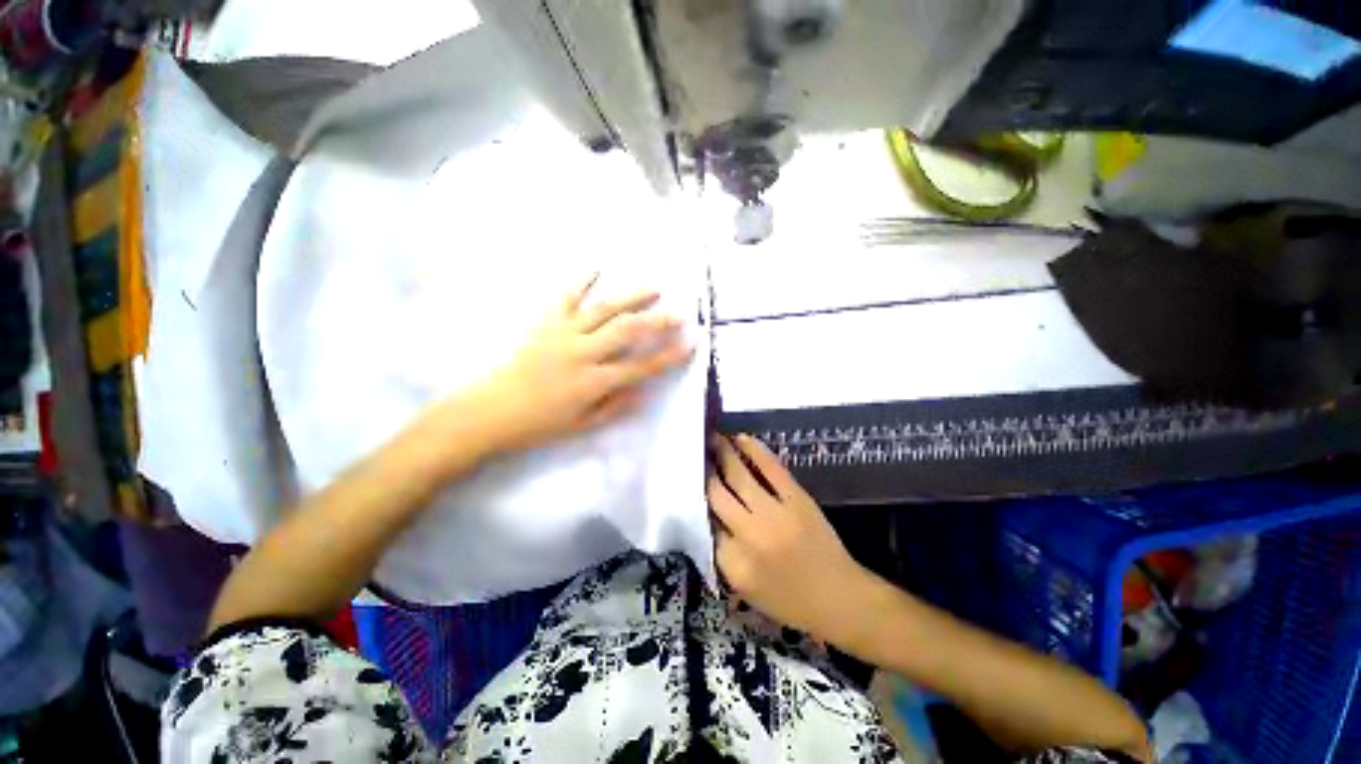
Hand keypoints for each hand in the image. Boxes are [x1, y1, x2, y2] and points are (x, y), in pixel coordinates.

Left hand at [467, 275, 692, 452]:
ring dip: (632, 297)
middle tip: (680, 313)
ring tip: (654, 288)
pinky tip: (595, 268)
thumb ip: (616, 407)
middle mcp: (582, 353)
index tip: (690, 345)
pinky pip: (565, 298)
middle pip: (627, 331)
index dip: (668, 356)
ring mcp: (562, 334)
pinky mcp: (544, 324)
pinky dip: (580, 281)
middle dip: (658, 321)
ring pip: (604, 310)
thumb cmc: (539, 424)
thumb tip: (644, 391)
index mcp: (593, 382)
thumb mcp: (583, 425)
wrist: (490, 411)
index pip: (641, 367)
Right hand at [708, 434, 875, 644]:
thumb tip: (707, 515)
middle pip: (716, 495)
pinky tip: (741, 438)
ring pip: (739, 476)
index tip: (688, 481)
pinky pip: (771, 468)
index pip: (704, 523)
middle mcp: (750, 535)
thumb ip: (722, 553)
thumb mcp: (746, 589)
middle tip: (694, 452)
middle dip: (703, 471)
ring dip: (723, 453)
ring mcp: (775, 514)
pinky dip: (754, 450)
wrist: (840, 598)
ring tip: (712, 438)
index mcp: (734, 564)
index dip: (695, 499)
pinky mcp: (797, 499)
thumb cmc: (790, 600)